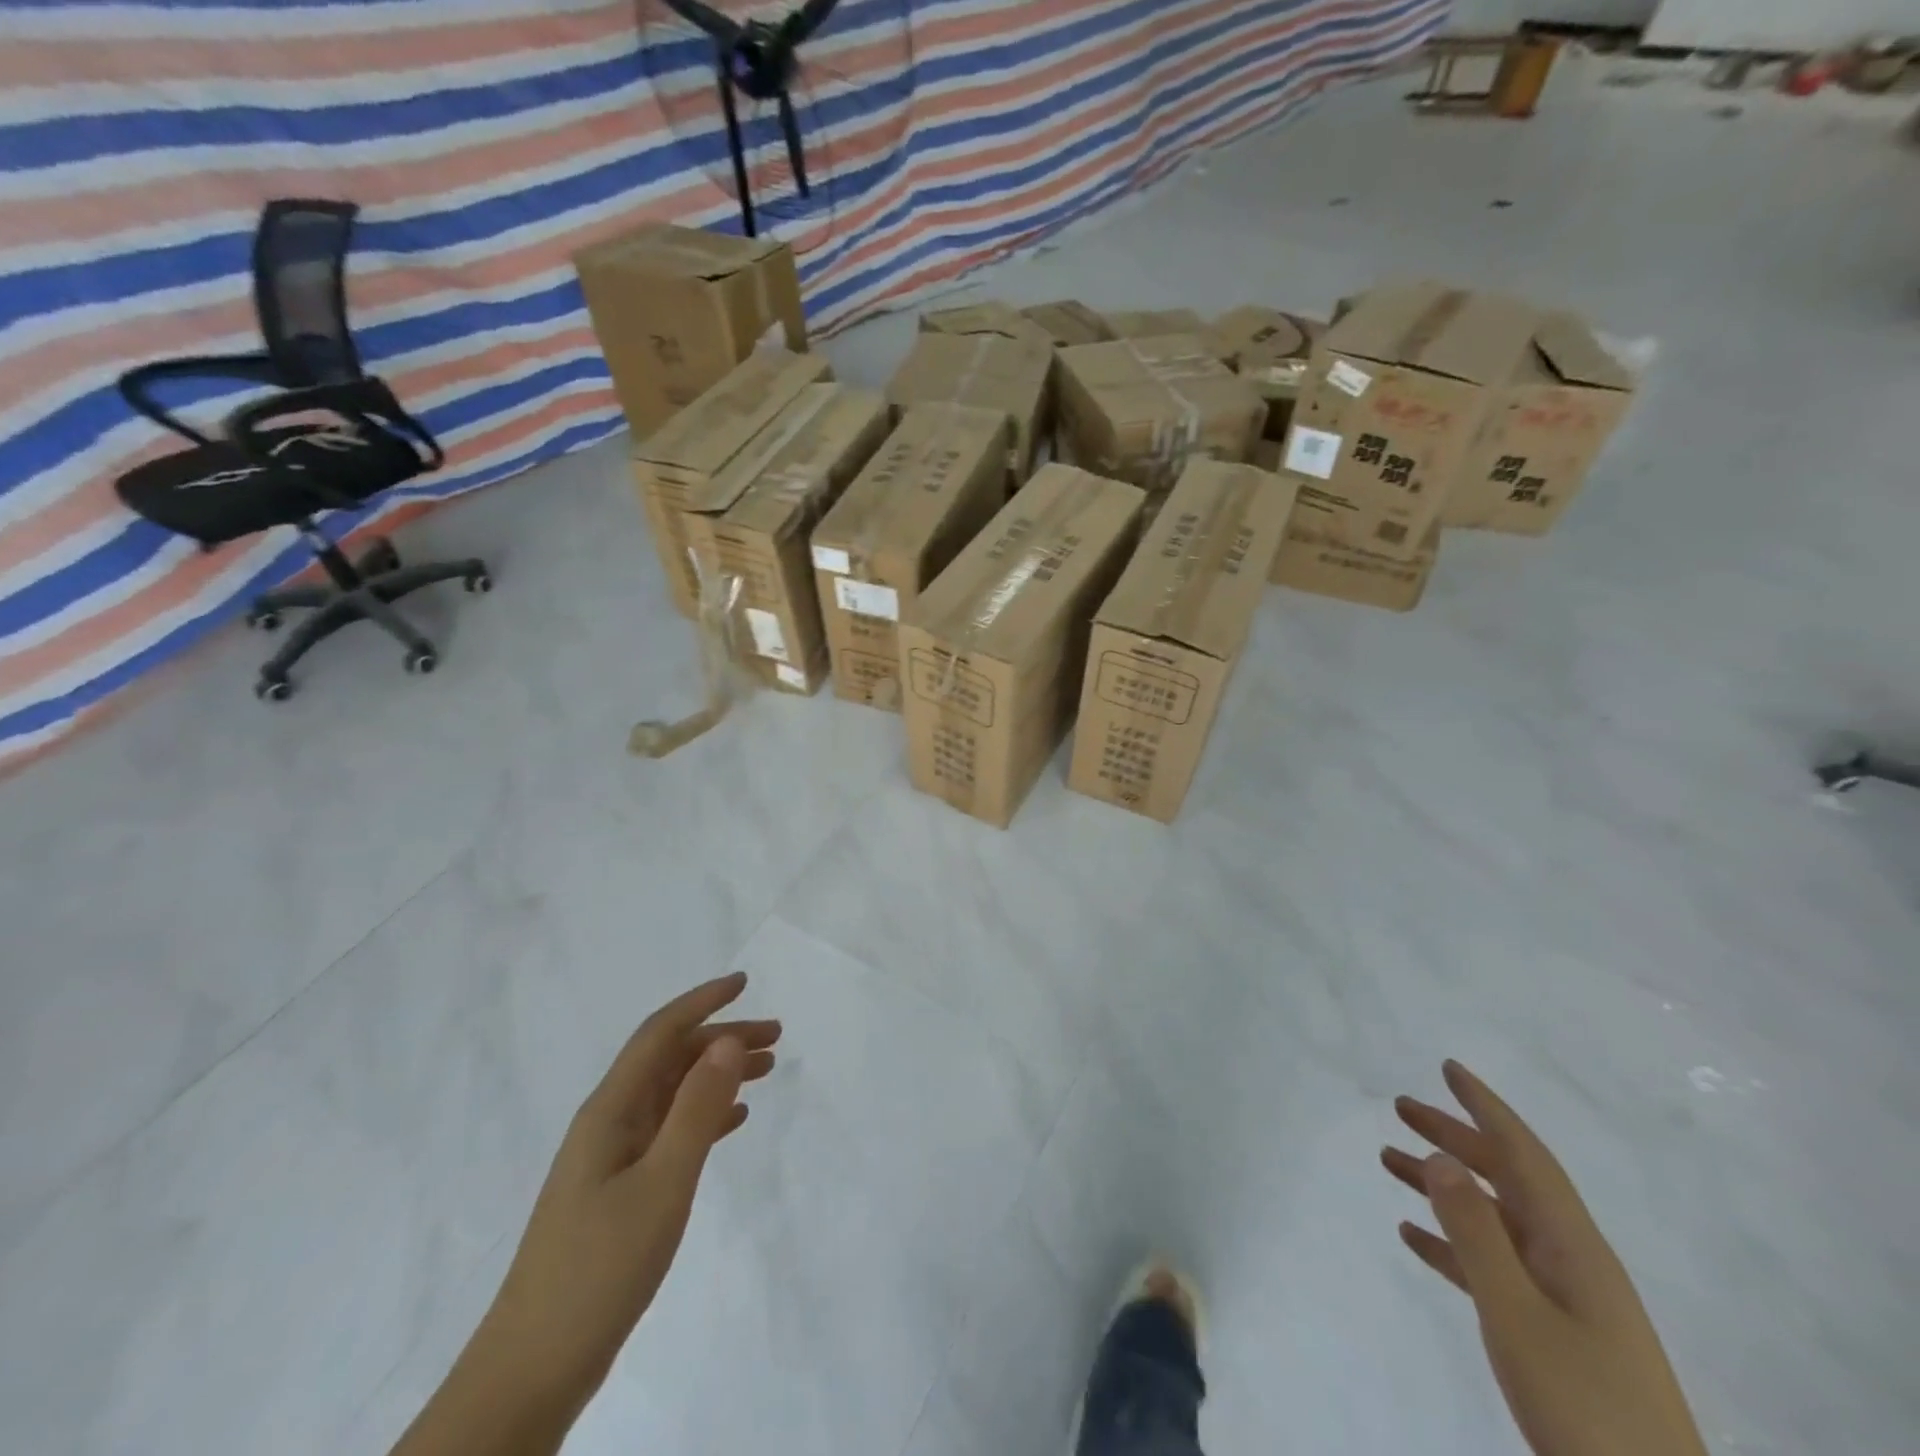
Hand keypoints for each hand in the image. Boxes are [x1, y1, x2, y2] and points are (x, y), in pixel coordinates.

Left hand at [482, 972, 779, 1408]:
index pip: (659, 1033)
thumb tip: (726, 1040)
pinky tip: (734, 1122)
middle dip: (722, 1039)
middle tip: (776, 1037)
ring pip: (674, 1094)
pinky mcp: (619, 1190)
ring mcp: (612, 1158)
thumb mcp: (662, 1182)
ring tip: (767, 1070)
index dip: (702, 1002)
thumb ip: (697, 1109)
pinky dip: (706, 1115)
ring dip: (718, 1075)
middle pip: (671, 1060)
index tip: (744, 982)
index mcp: (611, 1109)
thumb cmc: (600, 1267)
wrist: (533, 1369)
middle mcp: (609, 1122)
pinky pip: (670, 1131)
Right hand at [1382, 1061, 1706, 1455]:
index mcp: (1572, 1245)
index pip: (1524, 1154)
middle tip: (1401, 1108)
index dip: (1486, 1108)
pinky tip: (1413, 1236)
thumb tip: (1441, 1158)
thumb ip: (1475, 1233)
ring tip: (1389, 1161)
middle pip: (1506, 1177)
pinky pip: (1491, 1263)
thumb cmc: (1585, 1405)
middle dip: (1454, 1137)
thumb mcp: (1518, 1314)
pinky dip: (1451, 1241)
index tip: (1449, 1069)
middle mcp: (1570, 1257)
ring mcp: (1564, 1295)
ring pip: (1493, 1216)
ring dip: (1443, 1185)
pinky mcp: (1552, 1330)